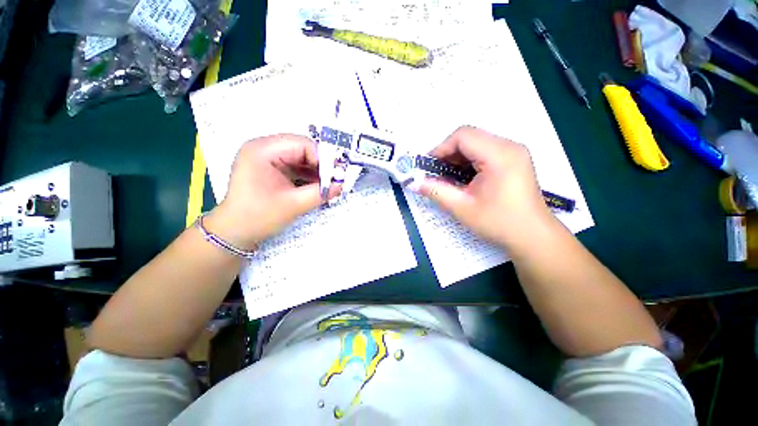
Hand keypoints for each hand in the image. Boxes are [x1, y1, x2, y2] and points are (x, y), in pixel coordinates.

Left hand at [204, 134, 335, 250]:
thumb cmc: (259, 217)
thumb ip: (320, 193)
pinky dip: (308, 175)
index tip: (335, 176)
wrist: (235, 232)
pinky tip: (317, 187)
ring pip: (301, 157)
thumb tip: (342, 185)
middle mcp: (263, 148)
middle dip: (320, 165)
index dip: (322, 158)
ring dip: (316, 171)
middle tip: (334, 180)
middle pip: (302, 148)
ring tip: (327, 185)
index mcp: (263, 150)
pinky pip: (295, 166)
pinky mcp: (271, 167)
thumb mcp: (294, 204)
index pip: (302, 144)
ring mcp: (266, 157)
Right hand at [417, 126, 553, 249]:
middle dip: (447, 154)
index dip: (440, 148)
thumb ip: (435, 191)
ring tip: (447, 179)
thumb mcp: (462, 208)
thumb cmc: (499, 223)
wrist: (533, 237)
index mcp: (499, 154)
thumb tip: (413, 183)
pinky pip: (484, 152)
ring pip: (476, 144)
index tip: (428, 167)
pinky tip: (463, 180)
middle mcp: (509, 146)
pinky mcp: (513, 160)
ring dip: (457, 159)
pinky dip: (468, 163)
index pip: (463, 136)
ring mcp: (513, 152)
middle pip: (469, 138)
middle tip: (435, 175)